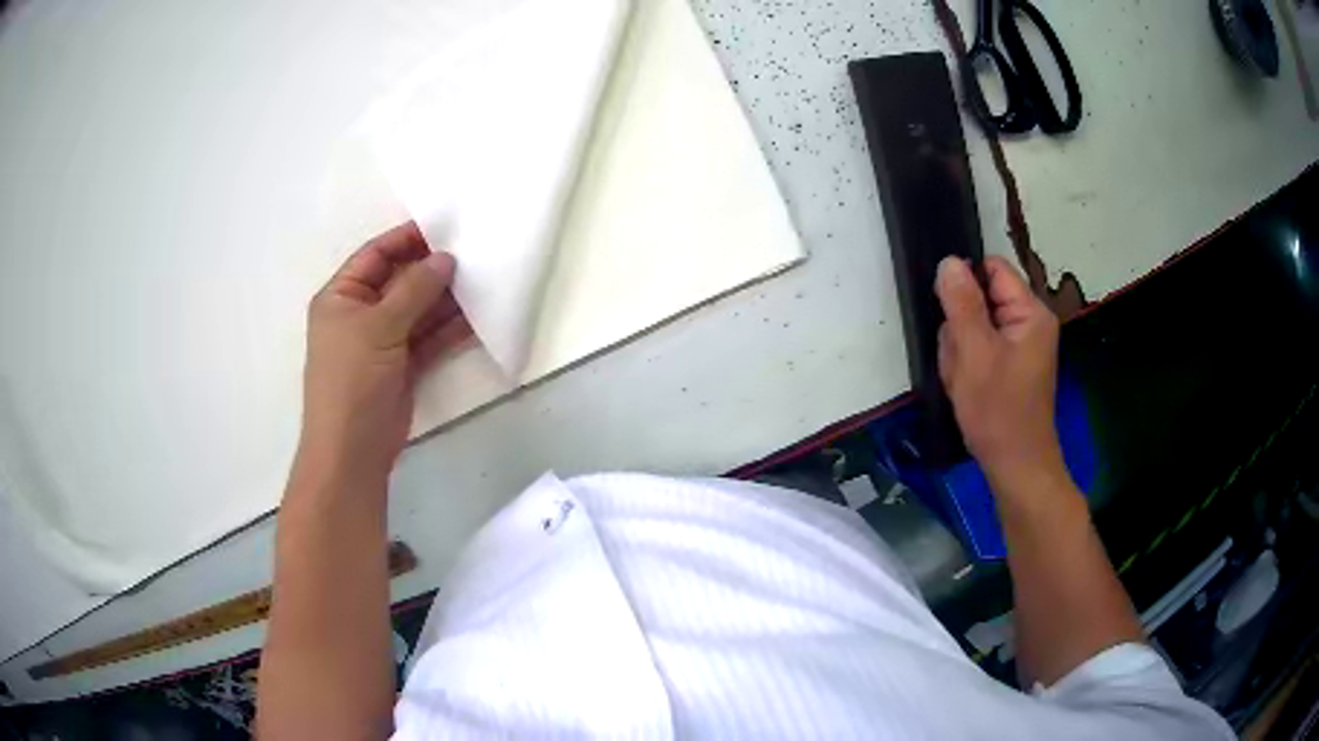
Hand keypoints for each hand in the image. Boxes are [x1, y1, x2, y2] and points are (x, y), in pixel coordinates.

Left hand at [301, 223, 470, 477]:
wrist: (353, 449)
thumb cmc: (352, 379)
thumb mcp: (378, 326)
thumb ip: (414, 290)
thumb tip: (445, 259)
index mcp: (342, 296)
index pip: (375, 255)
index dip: (406, 239)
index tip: (444, 227)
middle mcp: (361, 313)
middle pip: (400, 280)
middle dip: (432, 269)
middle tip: (473, 253)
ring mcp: (383, 341)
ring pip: (418, 310)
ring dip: (445, 298)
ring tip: (481, 279)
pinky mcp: (403, 365)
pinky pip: (429, 337)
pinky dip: (449, 328)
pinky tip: (477, 316)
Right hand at [935, 256, 1064, 493]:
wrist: (1015, 467)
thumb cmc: (998, 411)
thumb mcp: (974, 353)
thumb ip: (962, 304)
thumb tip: (949, 261)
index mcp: (1031, 312)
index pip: (992, 269)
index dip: (965, 282)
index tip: (948, 313)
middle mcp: (1029, 322)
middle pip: (981, 298)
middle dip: (960, 326)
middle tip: (961, 360)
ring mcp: (1020, 346)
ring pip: (974, 326)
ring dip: (960, 350)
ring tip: (963, 380)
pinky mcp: (1010, 366)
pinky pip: (979, 349)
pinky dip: (966, 366)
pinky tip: (966, 388)